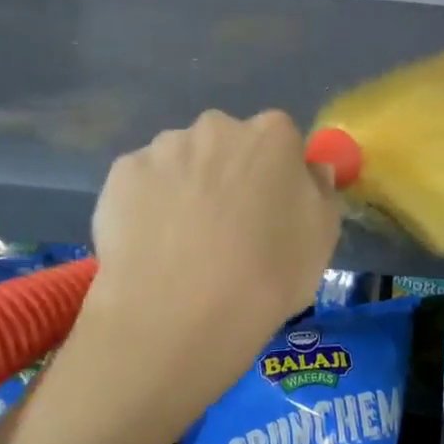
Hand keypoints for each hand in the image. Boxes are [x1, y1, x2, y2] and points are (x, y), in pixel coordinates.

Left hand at [87, 107, 340, 388]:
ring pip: (181, 161)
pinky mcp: (121, 175)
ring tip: (182, 244)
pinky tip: (151, 246)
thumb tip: (310, 171)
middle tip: (226, 227)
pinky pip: (142, 184)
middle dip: (228, 173)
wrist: (180, 316)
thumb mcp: (322, 240)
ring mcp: (163, 148)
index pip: (280, 140)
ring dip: (185, 186)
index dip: (276, 175)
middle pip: (227, 144)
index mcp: (271, 135)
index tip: (271, 210)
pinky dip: (147, 205)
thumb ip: (320, 192)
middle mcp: (216, 127)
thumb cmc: (267, 276)